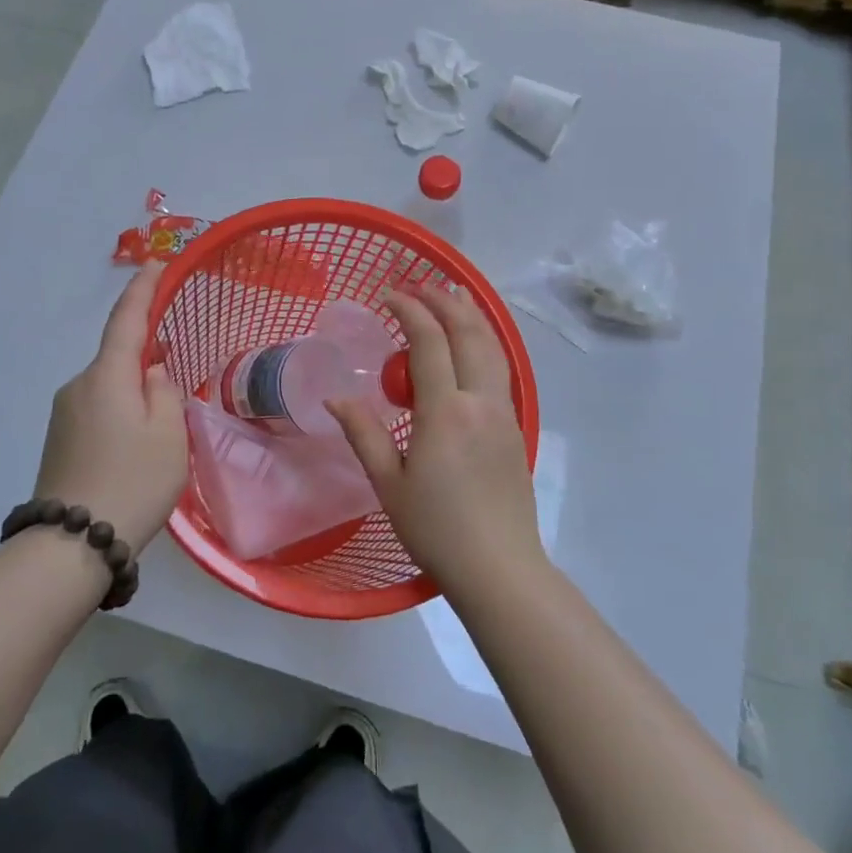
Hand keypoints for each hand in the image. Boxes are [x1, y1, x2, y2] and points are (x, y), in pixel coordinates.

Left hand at [33, 260, 187, 549]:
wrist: (72, 544)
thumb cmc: (133, 480)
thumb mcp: (168, 433)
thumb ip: (164, 392)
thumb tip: (151, 373)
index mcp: (107, 375)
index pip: (126, 319)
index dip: (143, 288)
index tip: (156, 262)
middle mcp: (78, 385)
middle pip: (118, 358)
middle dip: (147, 360)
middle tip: (176, 383)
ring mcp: (64, 414)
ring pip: (109, 388)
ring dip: (133, 394)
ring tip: (158, 434)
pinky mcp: (59, 440)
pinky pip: (98, 410)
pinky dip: (120, 414)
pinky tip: (134, 448)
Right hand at [328, 284, 541, 595]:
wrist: (500, 568)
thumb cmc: (436, 530)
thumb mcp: (388, 484)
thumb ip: (363, 434)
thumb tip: (336, 398)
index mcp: (445, 412)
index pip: (429, 342)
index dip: (409, 310)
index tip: (388, 294)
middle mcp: (480, 402)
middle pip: (469, 334)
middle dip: (445, 301)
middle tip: (422, 284)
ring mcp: (504, 413)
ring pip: (493, 348)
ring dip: (471, 316)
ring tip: (455, 294)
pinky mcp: (515, 428)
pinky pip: (500, 369)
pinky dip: (484, 342)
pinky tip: (473, 345)